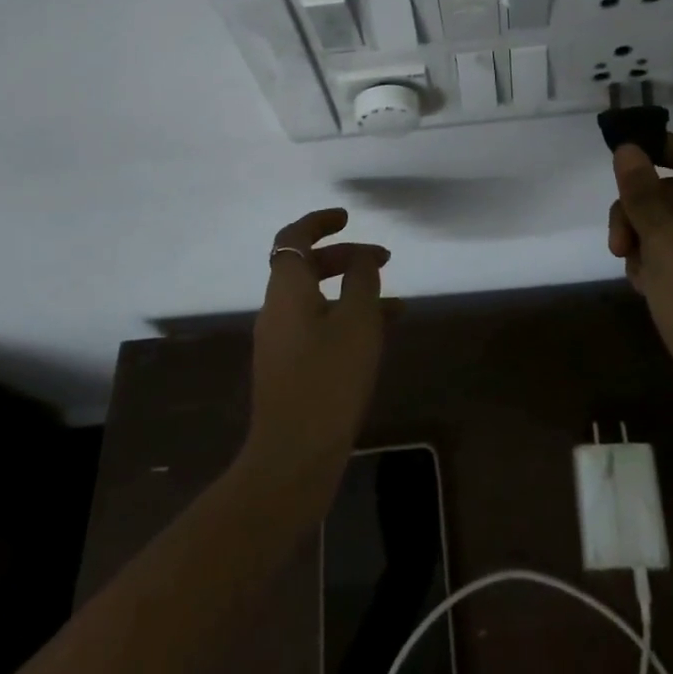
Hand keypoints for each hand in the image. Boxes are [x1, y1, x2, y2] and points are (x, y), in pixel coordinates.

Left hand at [240, 209, 390, 509]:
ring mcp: (280, 341)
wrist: (293, 456)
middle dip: (345, 256)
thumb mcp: (358, 320)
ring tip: (395, 300)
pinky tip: (380, 334)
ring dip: (351, 290)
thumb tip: (362, 257)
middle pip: (306, 267)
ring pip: (317, 298)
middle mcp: (277, 309)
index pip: (293, 238)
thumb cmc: (328, 378)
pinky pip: (319, 326)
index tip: (347, 217)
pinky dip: (346, 319)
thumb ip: (362, 279)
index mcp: (286, 289)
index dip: (318, 221)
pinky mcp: (289, 368)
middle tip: (382, 258)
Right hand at [608, 135, 672, 474]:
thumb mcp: (668, 244)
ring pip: (671, 231)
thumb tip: (628, 149)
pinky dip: (654, 267)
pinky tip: (640, 288)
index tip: (619, 152)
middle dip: (641, 207)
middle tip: (618, 238)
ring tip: (629, 267)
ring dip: (642, 239)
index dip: (660, 148)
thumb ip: (643, 194)